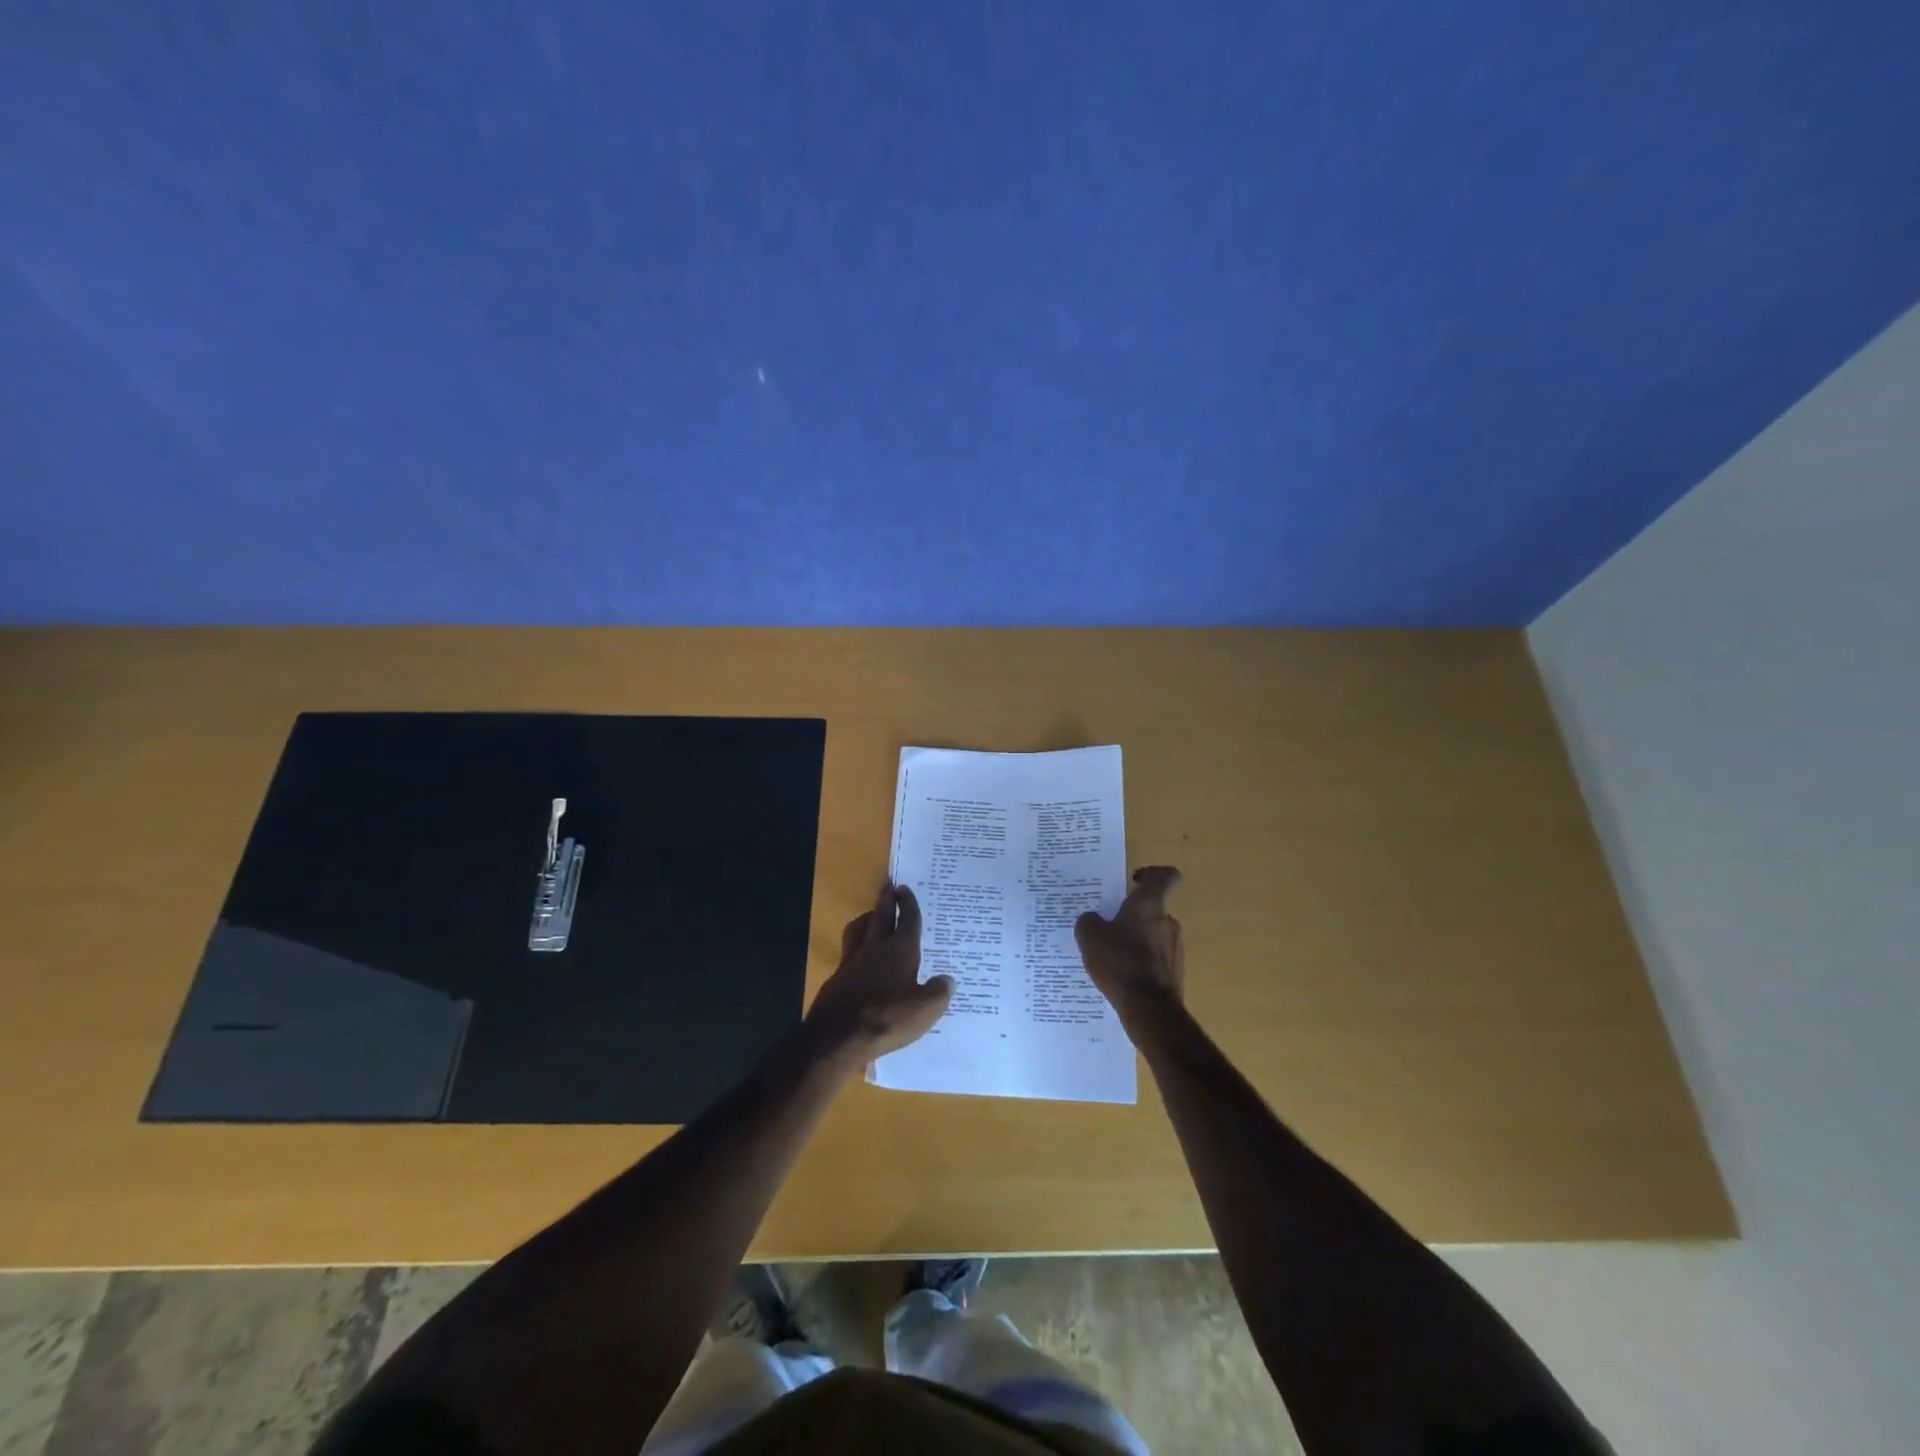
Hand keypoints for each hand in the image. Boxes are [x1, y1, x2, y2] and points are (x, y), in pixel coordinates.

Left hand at [805, 883, 953, 1061]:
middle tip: (888, 885)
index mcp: (901, 950)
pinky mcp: (837, 980)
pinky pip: (848, 954)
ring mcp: (852, 963)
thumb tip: (946, 980)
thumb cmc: (888, 1017)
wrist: (839, 1036)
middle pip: (881, 916)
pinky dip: (856, 949)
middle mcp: (875, 949)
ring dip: (866, 919)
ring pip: (858, 930)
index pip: (907, 920)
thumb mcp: (926, 1010)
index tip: (905, 888)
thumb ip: (939, 992)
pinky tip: (859, 960)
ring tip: (871, 916)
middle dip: (886, 899)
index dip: (908, 903)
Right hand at [1074, 866, 1184, 1030]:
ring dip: (1136, 942)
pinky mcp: (1175, 974)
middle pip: (1153, 910)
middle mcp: (1168, 923)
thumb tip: (1094, 920)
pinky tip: (1121, 977)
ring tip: (1111, 957)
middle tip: (1108, 927)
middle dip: (1132, 916)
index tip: (1134, 881)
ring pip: (1154, 936)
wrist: (1149, 1009)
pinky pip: (1155, 960)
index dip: (1153, 873)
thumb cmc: (1120, 962)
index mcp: (1150, 905)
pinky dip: (1141, 964)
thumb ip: (1089, 921)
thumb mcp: (1089, 936)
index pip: (1166, 876)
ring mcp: (1175, 949)